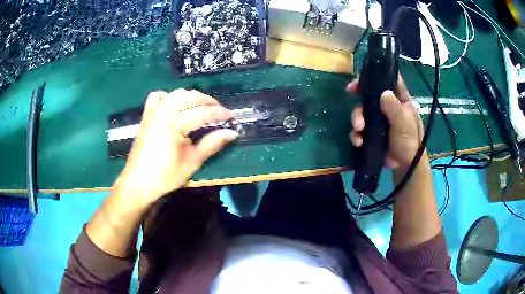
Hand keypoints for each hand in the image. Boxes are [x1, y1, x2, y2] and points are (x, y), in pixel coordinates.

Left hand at [114, 89, 237, 206]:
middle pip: (190, 96)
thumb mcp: (192, 161)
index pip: (203, 112)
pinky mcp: (147, 115)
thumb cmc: (165, 175)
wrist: (138, 182)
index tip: (232, 116)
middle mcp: (164, 111)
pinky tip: (174, 105)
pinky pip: (157, 97)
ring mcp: (153, 111)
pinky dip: (168, 97)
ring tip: (201, 107)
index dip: (220, 113)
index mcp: (175, 123)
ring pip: (176, 93)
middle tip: (220, 111)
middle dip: (208, 101)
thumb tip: (232, 133)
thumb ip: (212, 143)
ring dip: (191, 96)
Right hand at [346, 75, 423, 169]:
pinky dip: (356, 135)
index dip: (376, 74)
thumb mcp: (405, 124)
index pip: (389, 80)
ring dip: (357, 118)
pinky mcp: (371, 133)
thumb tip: (383, 93)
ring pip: (362, 112)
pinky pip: (359, 129)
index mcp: (399, 100)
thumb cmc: (410, 142)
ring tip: (359, 128)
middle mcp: (387, 106)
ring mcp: (378, 120)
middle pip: (370, 94)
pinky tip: (359, 141)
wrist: (405, 166)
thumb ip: (395, 109)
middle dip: (360, 94)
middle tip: (350, 91)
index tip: (364, 74)